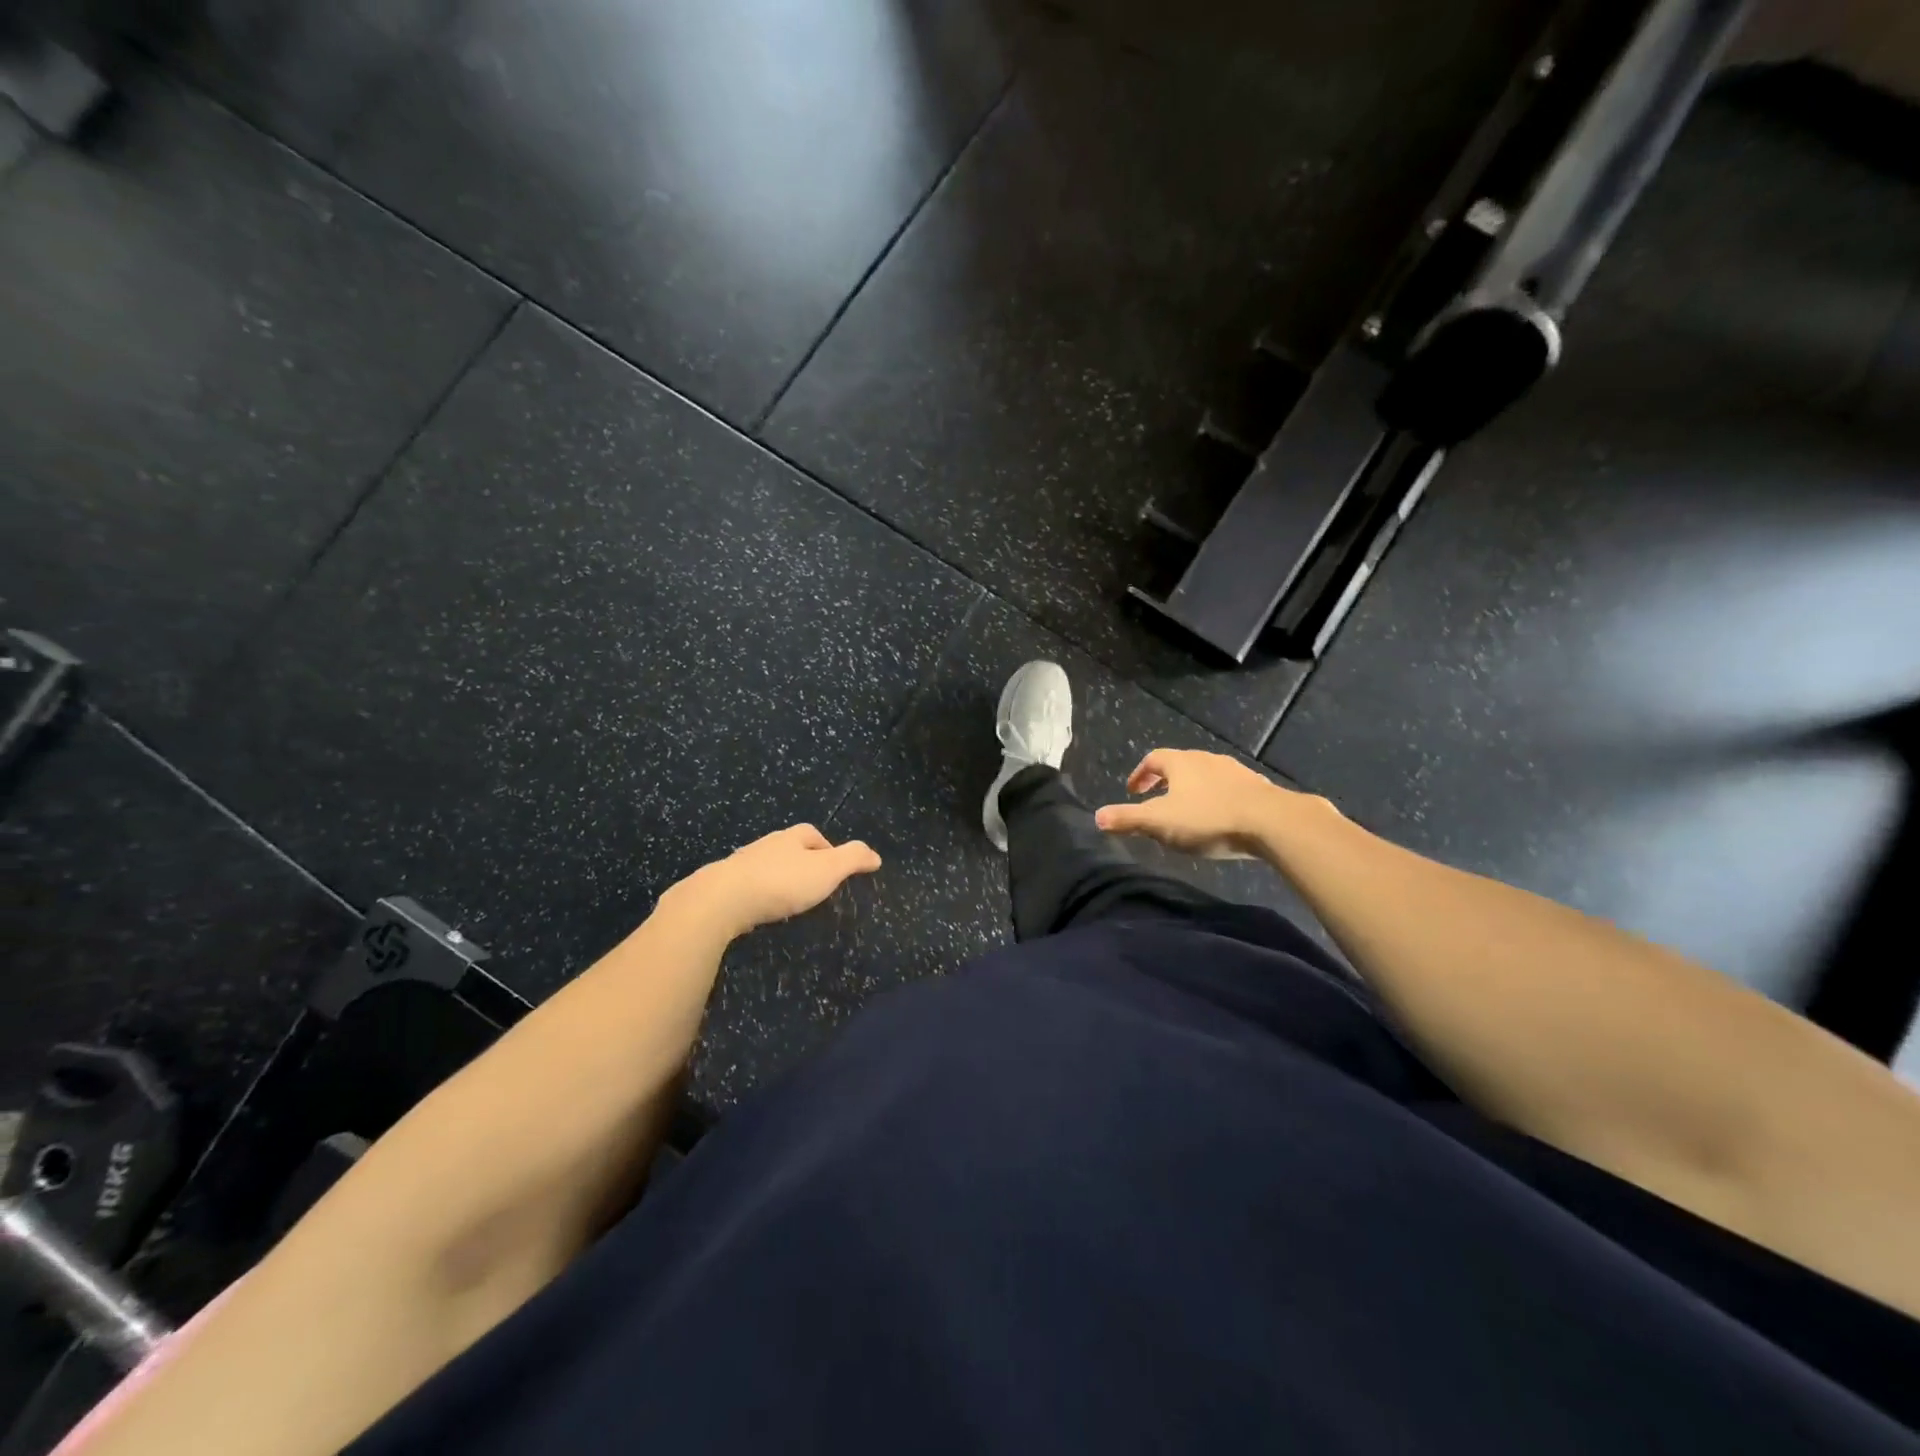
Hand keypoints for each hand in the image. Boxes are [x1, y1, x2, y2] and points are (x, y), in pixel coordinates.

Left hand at [670, 825, 880, 938]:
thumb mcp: (828, 869)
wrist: (723, 900)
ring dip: (778, 878)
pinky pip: (748, 886)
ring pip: (767, 866)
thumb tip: (875, 855)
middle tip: (813, 884)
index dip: (826, 847)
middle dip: (801, 862)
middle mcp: (766, 845)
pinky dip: (758, 894)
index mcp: (792, 837)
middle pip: (789, 848)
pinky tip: (761, 909)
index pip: (813, 834)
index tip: (834, 868)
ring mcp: (742, 864)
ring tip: (788, 899)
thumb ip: (853, 859)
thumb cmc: (782, 882)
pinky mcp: (724, 886)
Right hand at [1094, 749, 1292, 859]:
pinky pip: (1229, 789)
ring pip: (1206, 776)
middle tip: (1156, 800)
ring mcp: (1235, 771)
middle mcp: (1207, 759)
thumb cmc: (1208, 818)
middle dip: (1165, 781)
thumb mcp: (1160, 822)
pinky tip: (1220, 818)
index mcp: (1181, 763)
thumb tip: (1097, 817)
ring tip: (1188, 811)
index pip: (1153, 759)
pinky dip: (1217, 798)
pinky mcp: (1257, 787)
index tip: (1133, 791)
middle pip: (1180, 765)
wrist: (1272, 822)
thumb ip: (1127, 819)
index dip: (1140, 774)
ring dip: (1193, 789)